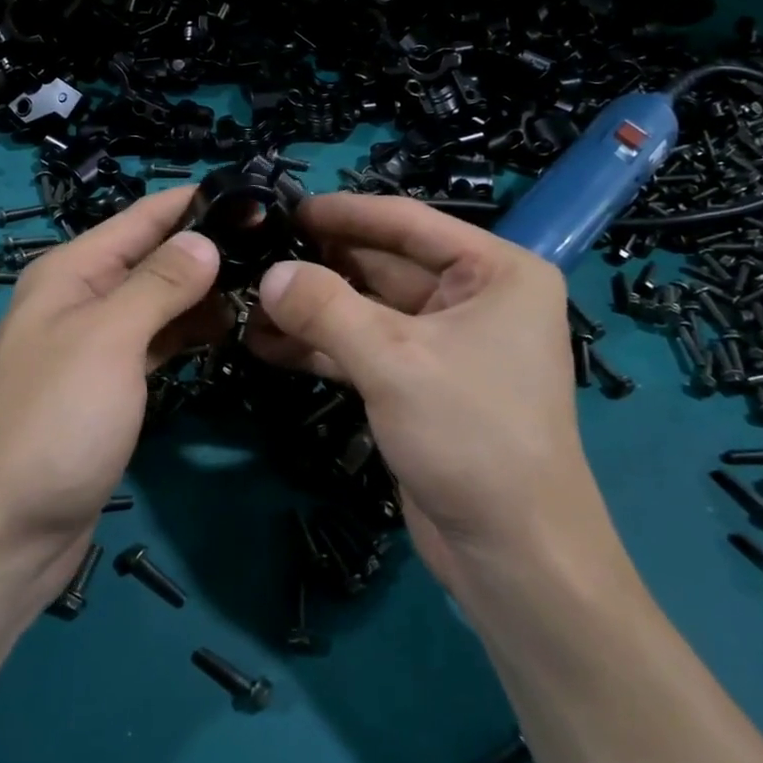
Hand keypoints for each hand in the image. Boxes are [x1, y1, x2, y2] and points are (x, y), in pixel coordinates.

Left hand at [0, 186, 225, 600]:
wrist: (10, 533)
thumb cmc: (56, 422)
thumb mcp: (108, 340)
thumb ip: (158, 283)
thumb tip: (205, 239)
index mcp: (71, 272)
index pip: (142, 217)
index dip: (195, 202)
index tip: (258, 196)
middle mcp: (82, 298)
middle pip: (154, 256)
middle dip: (208, 247)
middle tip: (277, 246)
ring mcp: (97, 344)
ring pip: (160, 300)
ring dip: (204, 292)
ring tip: (266, 284)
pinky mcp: (112, 385)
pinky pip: (158, 341)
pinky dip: (189, 331)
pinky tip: (229, 330)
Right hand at [248, 194, 627, 596]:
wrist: (513, 555)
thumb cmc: (472, 435)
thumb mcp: (394, 360)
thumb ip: (326, 309)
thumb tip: (269, 274)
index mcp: (496, 272)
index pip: (408, 224)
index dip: (345, 213)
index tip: (286, 207)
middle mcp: (476, 299)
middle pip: (384, 265)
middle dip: (321, 265)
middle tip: (255, 254)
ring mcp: (447, 345)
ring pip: (369, 310)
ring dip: (313, 309)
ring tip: (248, 300)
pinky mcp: (421, 385)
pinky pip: (366, 349)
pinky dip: (322, 346)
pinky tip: (266, 343)